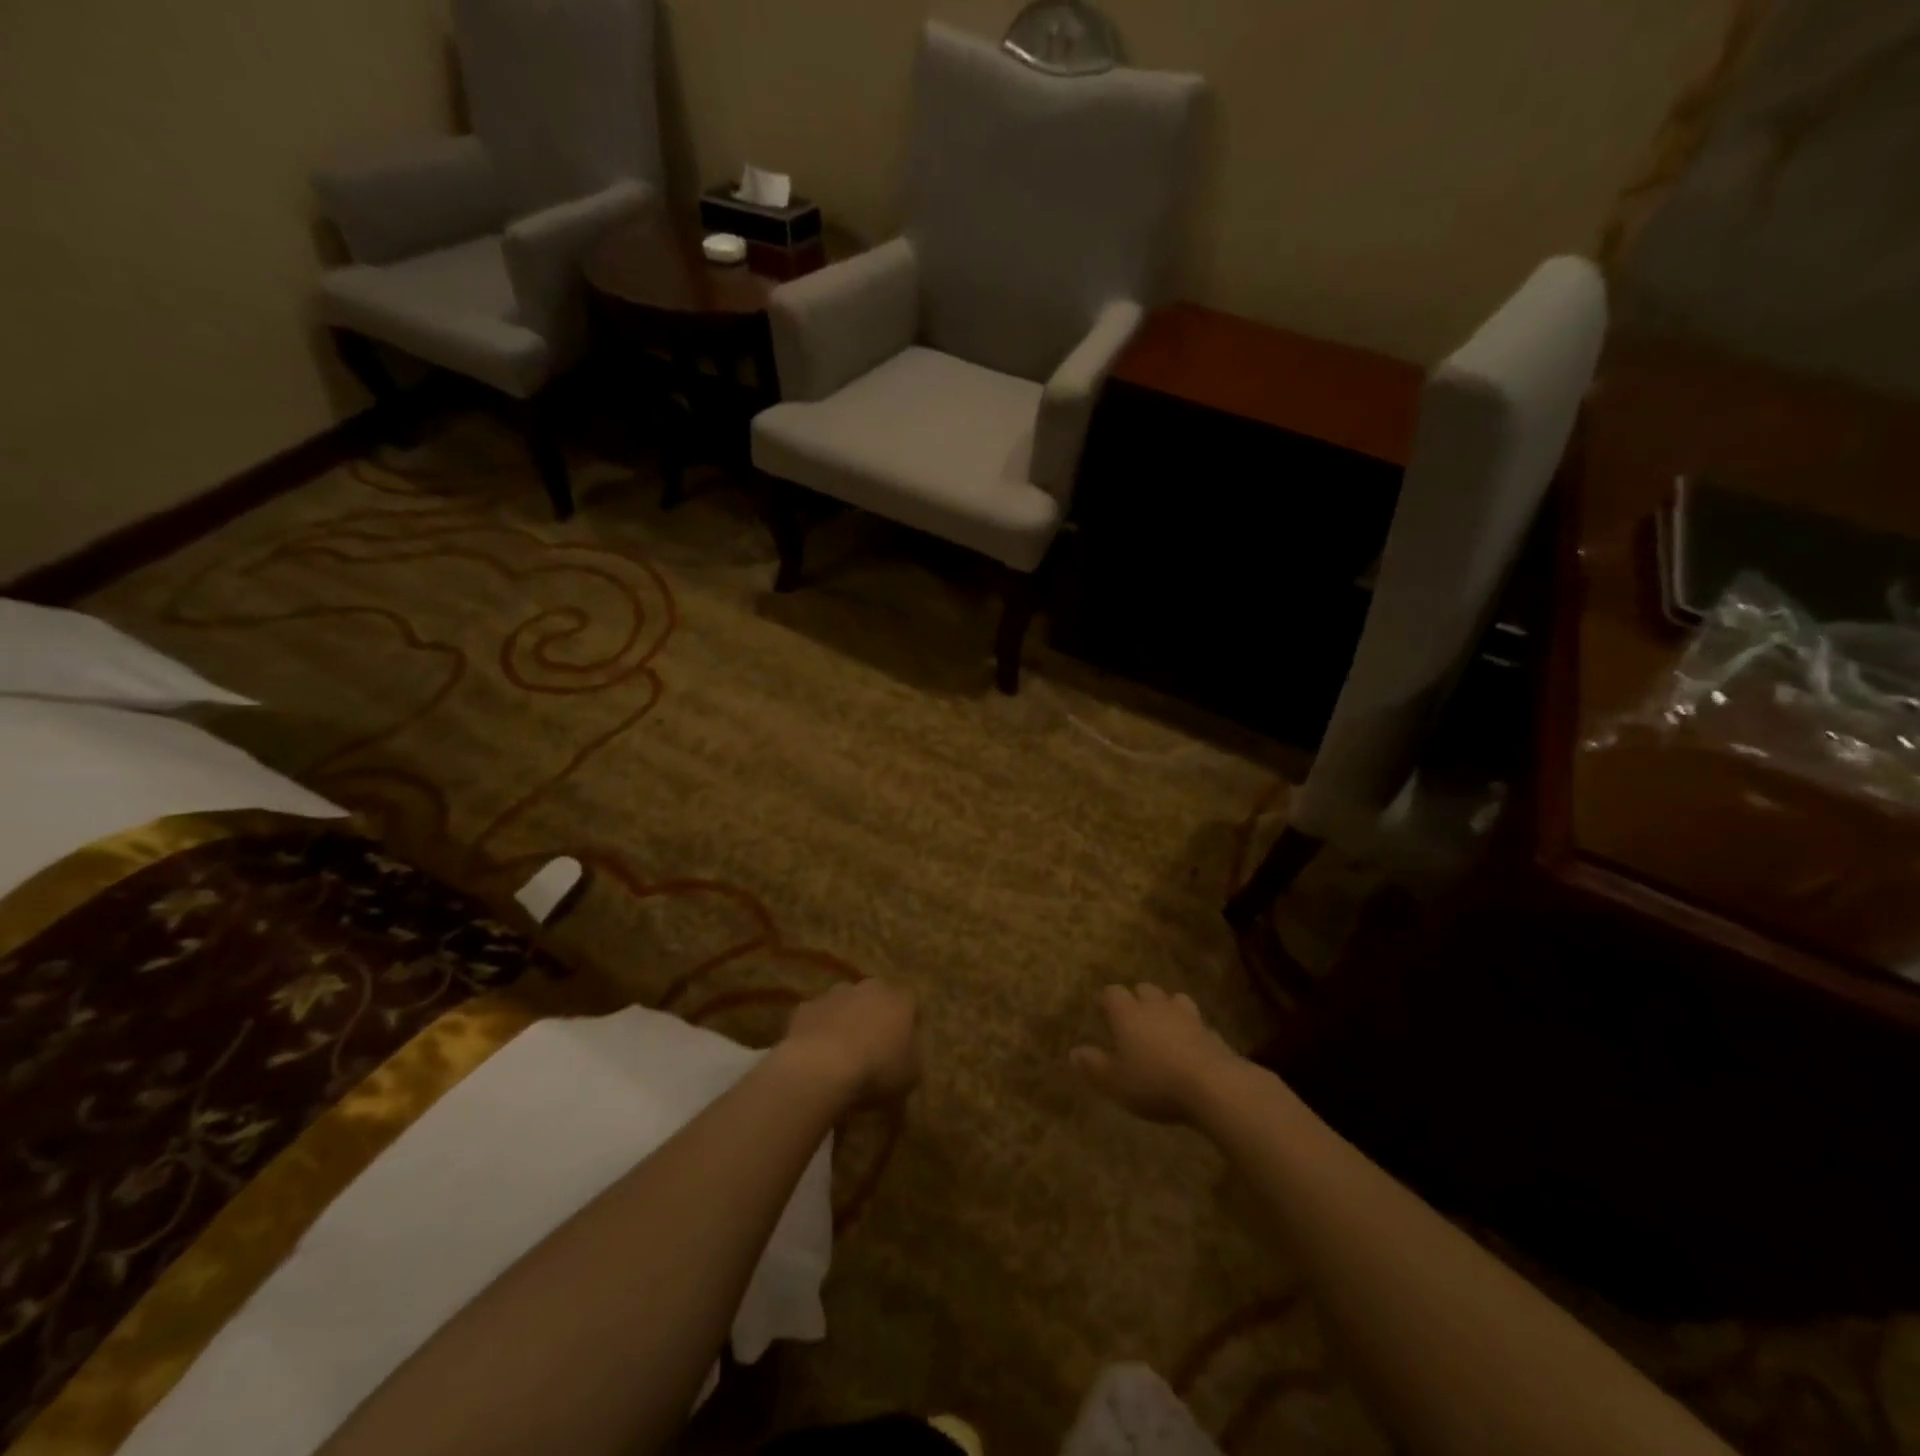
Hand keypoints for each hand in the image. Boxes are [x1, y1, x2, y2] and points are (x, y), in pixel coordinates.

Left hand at [779, 978, 920, 1105]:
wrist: (821, 1066)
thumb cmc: (876, 1070)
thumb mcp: (910, 1075)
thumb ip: (911, 1057)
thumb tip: (906, 1053)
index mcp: (900, 1001)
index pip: (910, 1004)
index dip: (907, 1023)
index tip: (903, 1044)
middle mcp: (869, 988)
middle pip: (876, 998)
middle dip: (874, 1016)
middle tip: (871, 1045)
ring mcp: (835, 994)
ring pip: (844, 1003)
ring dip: (845, 1020)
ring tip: (840, 1051)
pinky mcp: (806, 1007)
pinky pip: (817, 1017)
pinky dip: (818, 1030)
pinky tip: (815, 1055)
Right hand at [1071, 983, 1239, 1123]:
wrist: (1214, 1086)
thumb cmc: (1155, 1082)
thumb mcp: (1115, 1082)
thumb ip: (1094, 1066)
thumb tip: (1074, 1052)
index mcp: (1128, 1013)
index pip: (1112, 992)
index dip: (1106, 1000)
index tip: (1102, 1011)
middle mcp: (1156, 1006)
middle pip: (1144, 989)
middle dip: (1137, 999)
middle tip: (1133, 1019)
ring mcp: (1187, 1016)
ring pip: (1174, 1000)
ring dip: (1167, 1009)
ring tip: (1164, 1026)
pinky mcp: (1211, 1032)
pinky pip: (1197, 1024)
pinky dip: (1191, 1031)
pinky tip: (1190, 1047)